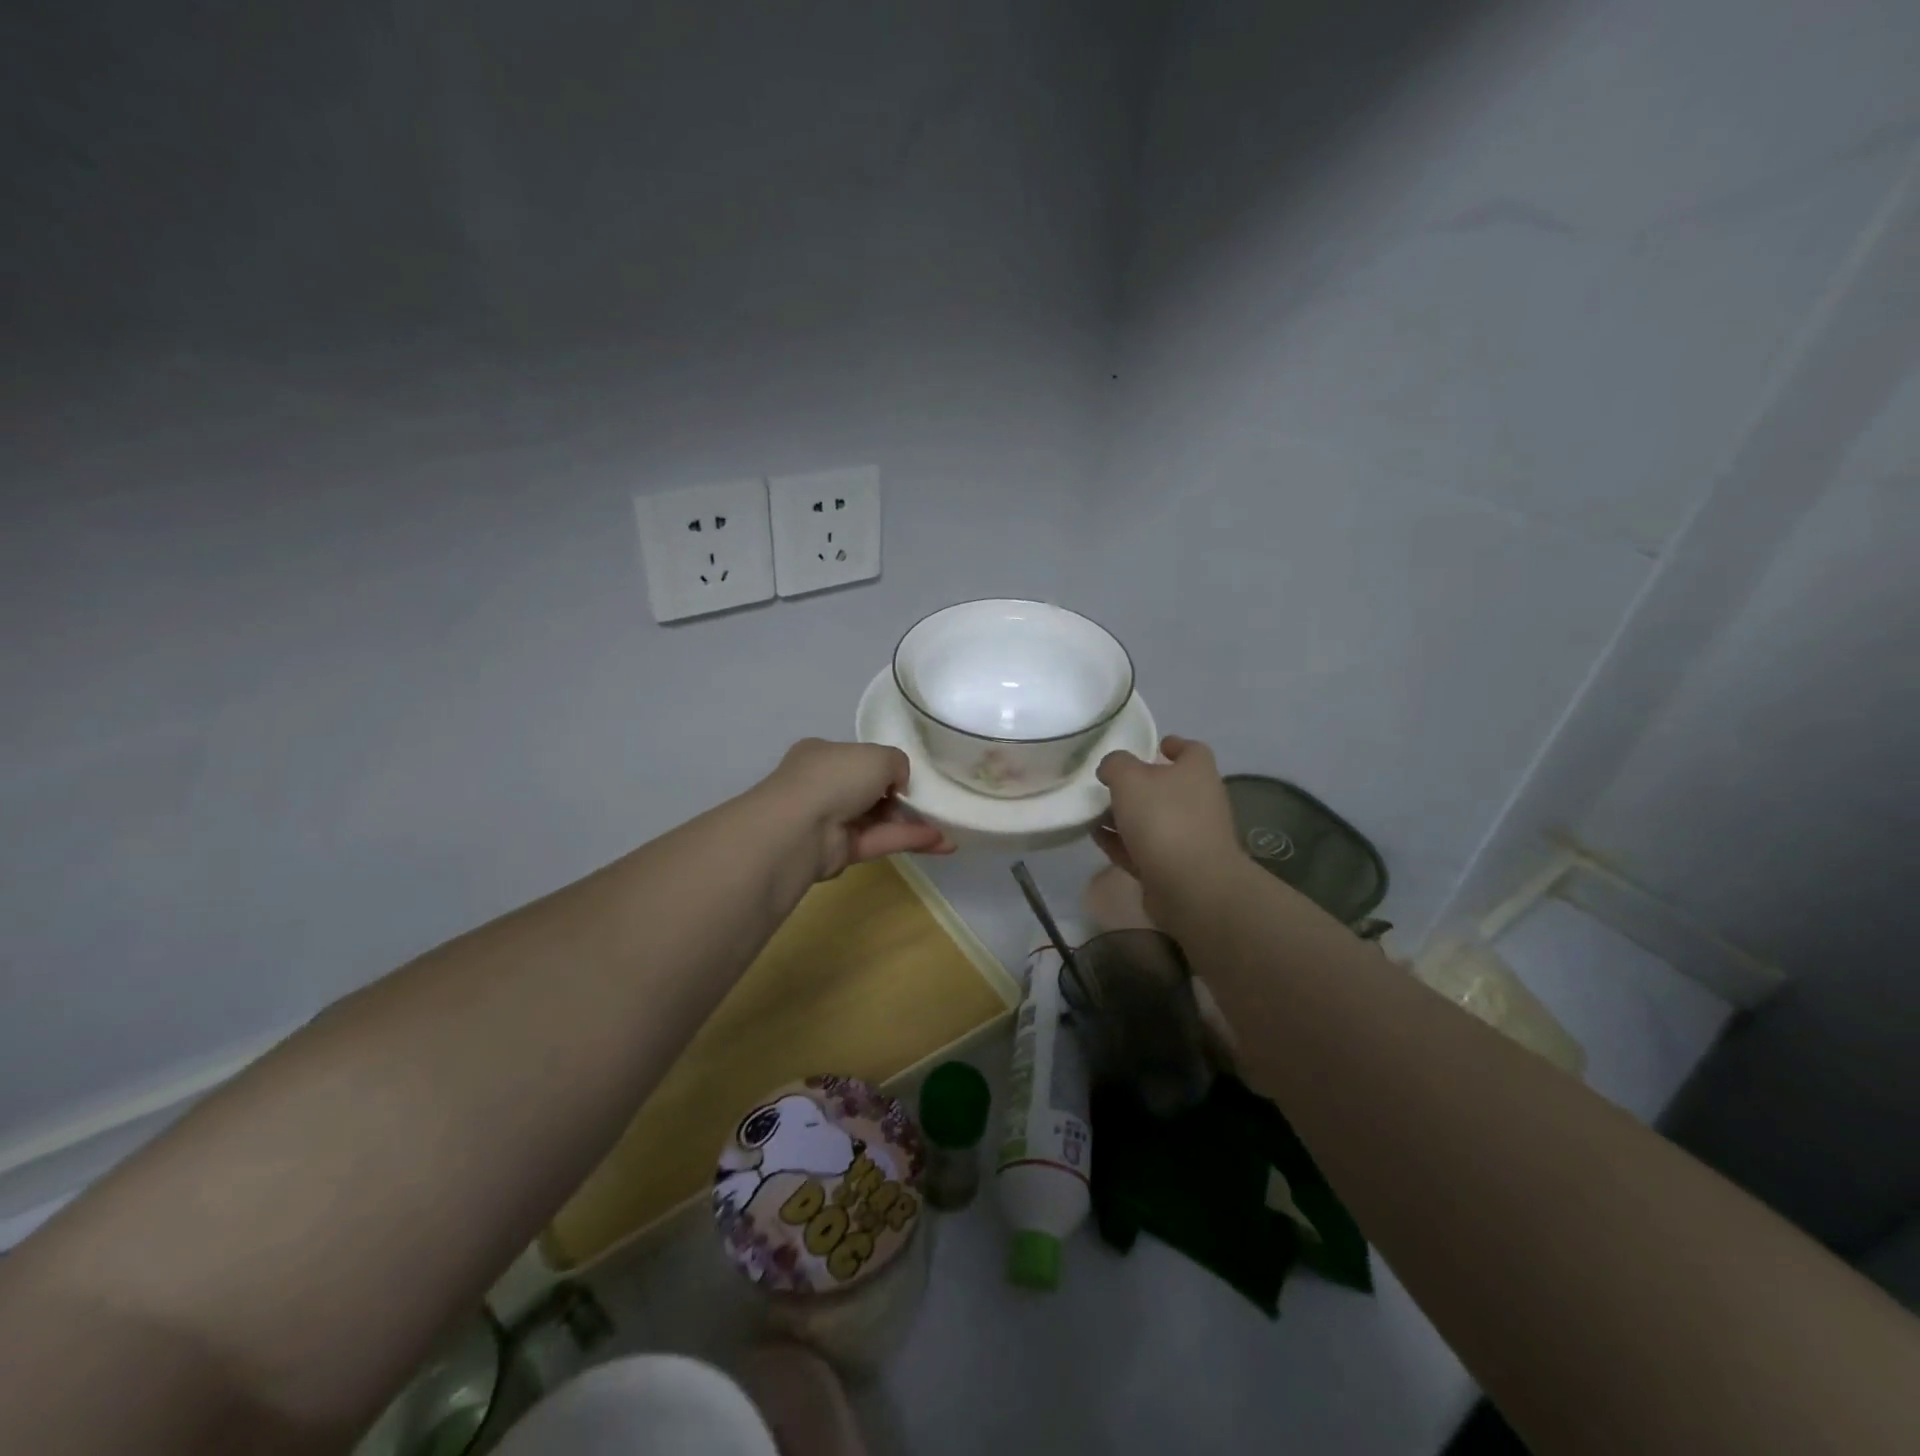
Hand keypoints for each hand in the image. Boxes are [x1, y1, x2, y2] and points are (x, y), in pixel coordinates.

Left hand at [760, 739, 953, 882]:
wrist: (800, 828)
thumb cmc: (835, 777)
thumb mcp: (877, 755)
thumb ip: (897, 763)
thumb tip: (899, 784)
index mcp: (823, 755)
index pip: (858, 759)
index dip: (885, 767)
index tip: (908, 776)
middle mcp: (824, 786)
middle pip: (869, 791)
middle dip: (901, 798)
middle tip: (932, 803)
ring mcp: (830, 820)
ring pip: (877, 819)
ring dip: (912, 823)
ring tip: (947, 828)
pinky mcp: (839, 851)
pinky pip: (878, 840)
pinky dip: (907, 839)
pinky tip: (940, 842)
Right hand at [1093, 736, 1242, 921]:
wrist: (1190, 885)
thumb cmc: (1164, 818)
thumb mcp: (1129, 778)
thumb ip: (1115, 764)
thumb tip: (1111, 769)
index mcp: (1197, 771)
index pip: (1190, 750)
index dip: (1172, 745)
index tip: (1153, 745)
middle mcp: (1199, 801)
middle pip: (1167, 786)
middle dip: (1139, 784)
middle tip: (1108, 782)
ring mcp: (1189, 836)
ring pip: (1153, 819)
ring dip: (1125, 816)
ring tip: (1093, 811)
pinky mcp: (1174, 866)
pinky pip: (1143, 847)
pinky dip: (1122, 841)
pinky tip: (1097, 837)